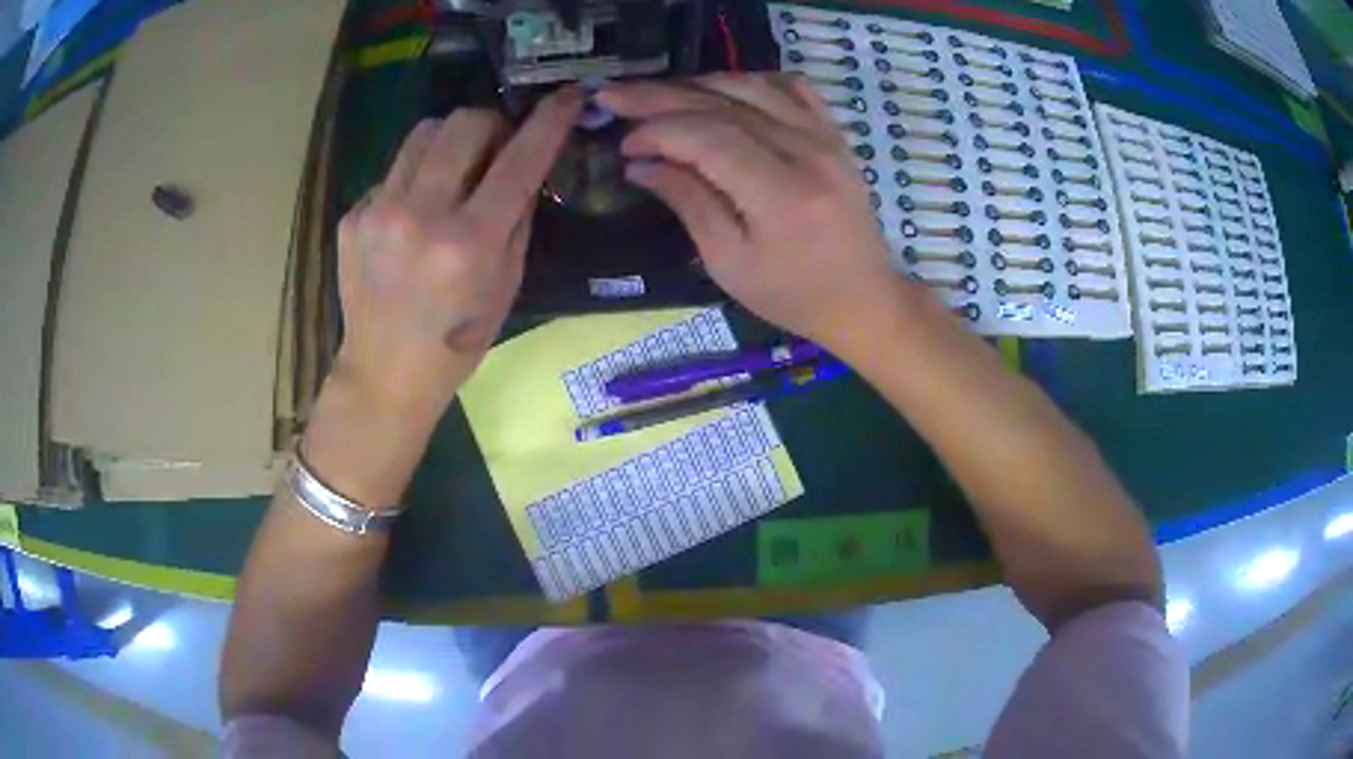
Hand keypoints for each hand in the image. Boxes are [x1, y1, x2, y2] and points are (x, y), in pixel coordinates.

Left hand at [333, 89, 583, 411]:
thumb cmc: (456, 342)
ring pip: (423, 133)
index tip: (566, 97)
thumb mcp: (506, 285)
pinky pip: (394, 171)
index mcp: (469, 242)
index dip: (548, 121)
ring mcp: (378, 213)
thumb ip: (518, 218)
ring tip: (453, 172)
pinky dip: (415, 178)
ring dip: (450, 140)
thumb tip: (525, 169)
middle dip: (490, 123)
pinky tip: (413, 216)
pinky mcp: (352, 216)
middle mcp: (420, 216)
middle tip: (496, 145)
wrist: (384, 374)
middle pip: (462, 123)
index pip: (519, 160)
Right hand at [598, 75, 907, 351]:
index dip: (658, 131)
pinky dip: (750, 80)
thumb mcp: (729, 264)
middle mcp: (808, 153)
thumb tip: (641, 164)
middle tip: (614, 95)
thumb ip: (688, 204)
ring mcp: (827, 138)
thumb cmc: (793, 295)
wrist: (862, 298)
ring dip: (698, 84)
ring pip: (753, 86)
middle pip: (725, 104)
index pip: (708, 138)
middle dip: (661, 96)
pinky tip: (720, 89)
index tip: (624, 143)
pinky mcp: (835, 134)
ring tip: (656, 94)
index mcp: (782, 196)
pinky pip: (791, 88)